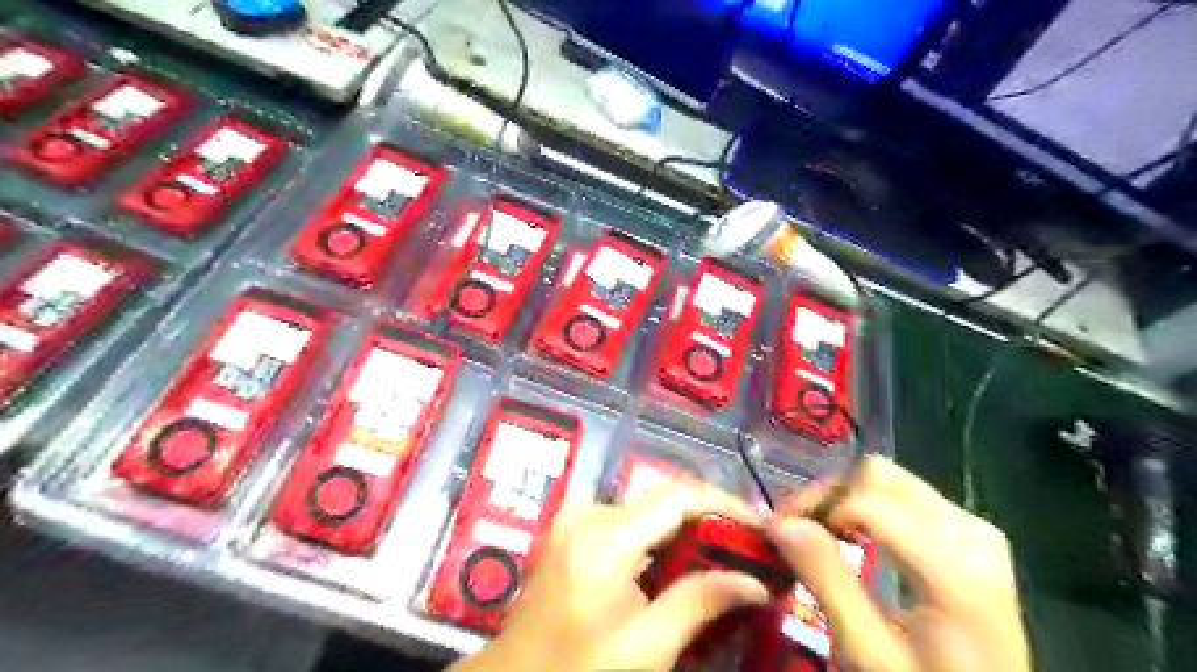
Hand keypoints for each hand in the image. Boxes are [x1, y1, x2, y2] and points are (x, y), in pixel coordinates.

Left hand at [455, 484, 771, 671]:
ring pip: (650, 512)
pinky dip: (661, 541)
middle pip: (665, 501)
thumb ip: (700, 604)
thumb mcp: (645, 649)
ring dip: (688, 532)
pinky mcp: (573, 532)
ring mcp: (577, 519)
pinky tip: (682, 566)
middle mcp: (590, 512)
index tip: (765, 528)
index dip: (728, 504)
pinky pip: (629, 525)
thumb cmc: (575, 671)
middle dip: (712, 522)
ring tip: (727, 559)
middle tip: (753, 551)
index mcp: (606, 535)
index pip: (680, 496)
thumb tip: (756, 582)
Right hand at [773, 457, 1032, 670]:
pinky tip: (856, 536)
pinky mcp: (973, 536)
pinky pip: (909, 497)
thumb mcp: (869, 652)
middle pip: (879, 476)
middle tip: (799, 528)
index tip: (778, 531)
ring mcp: (975, 530)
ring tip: (821, 532)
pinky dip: (871, 507)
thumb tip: (781, 522)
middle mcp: (969, 532)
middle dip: (830, 495)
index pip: (865, 500)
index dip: (813, 506)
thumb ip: (827, 581)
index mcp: (953, 567)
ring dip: (848, 499)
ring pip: (891, 481)